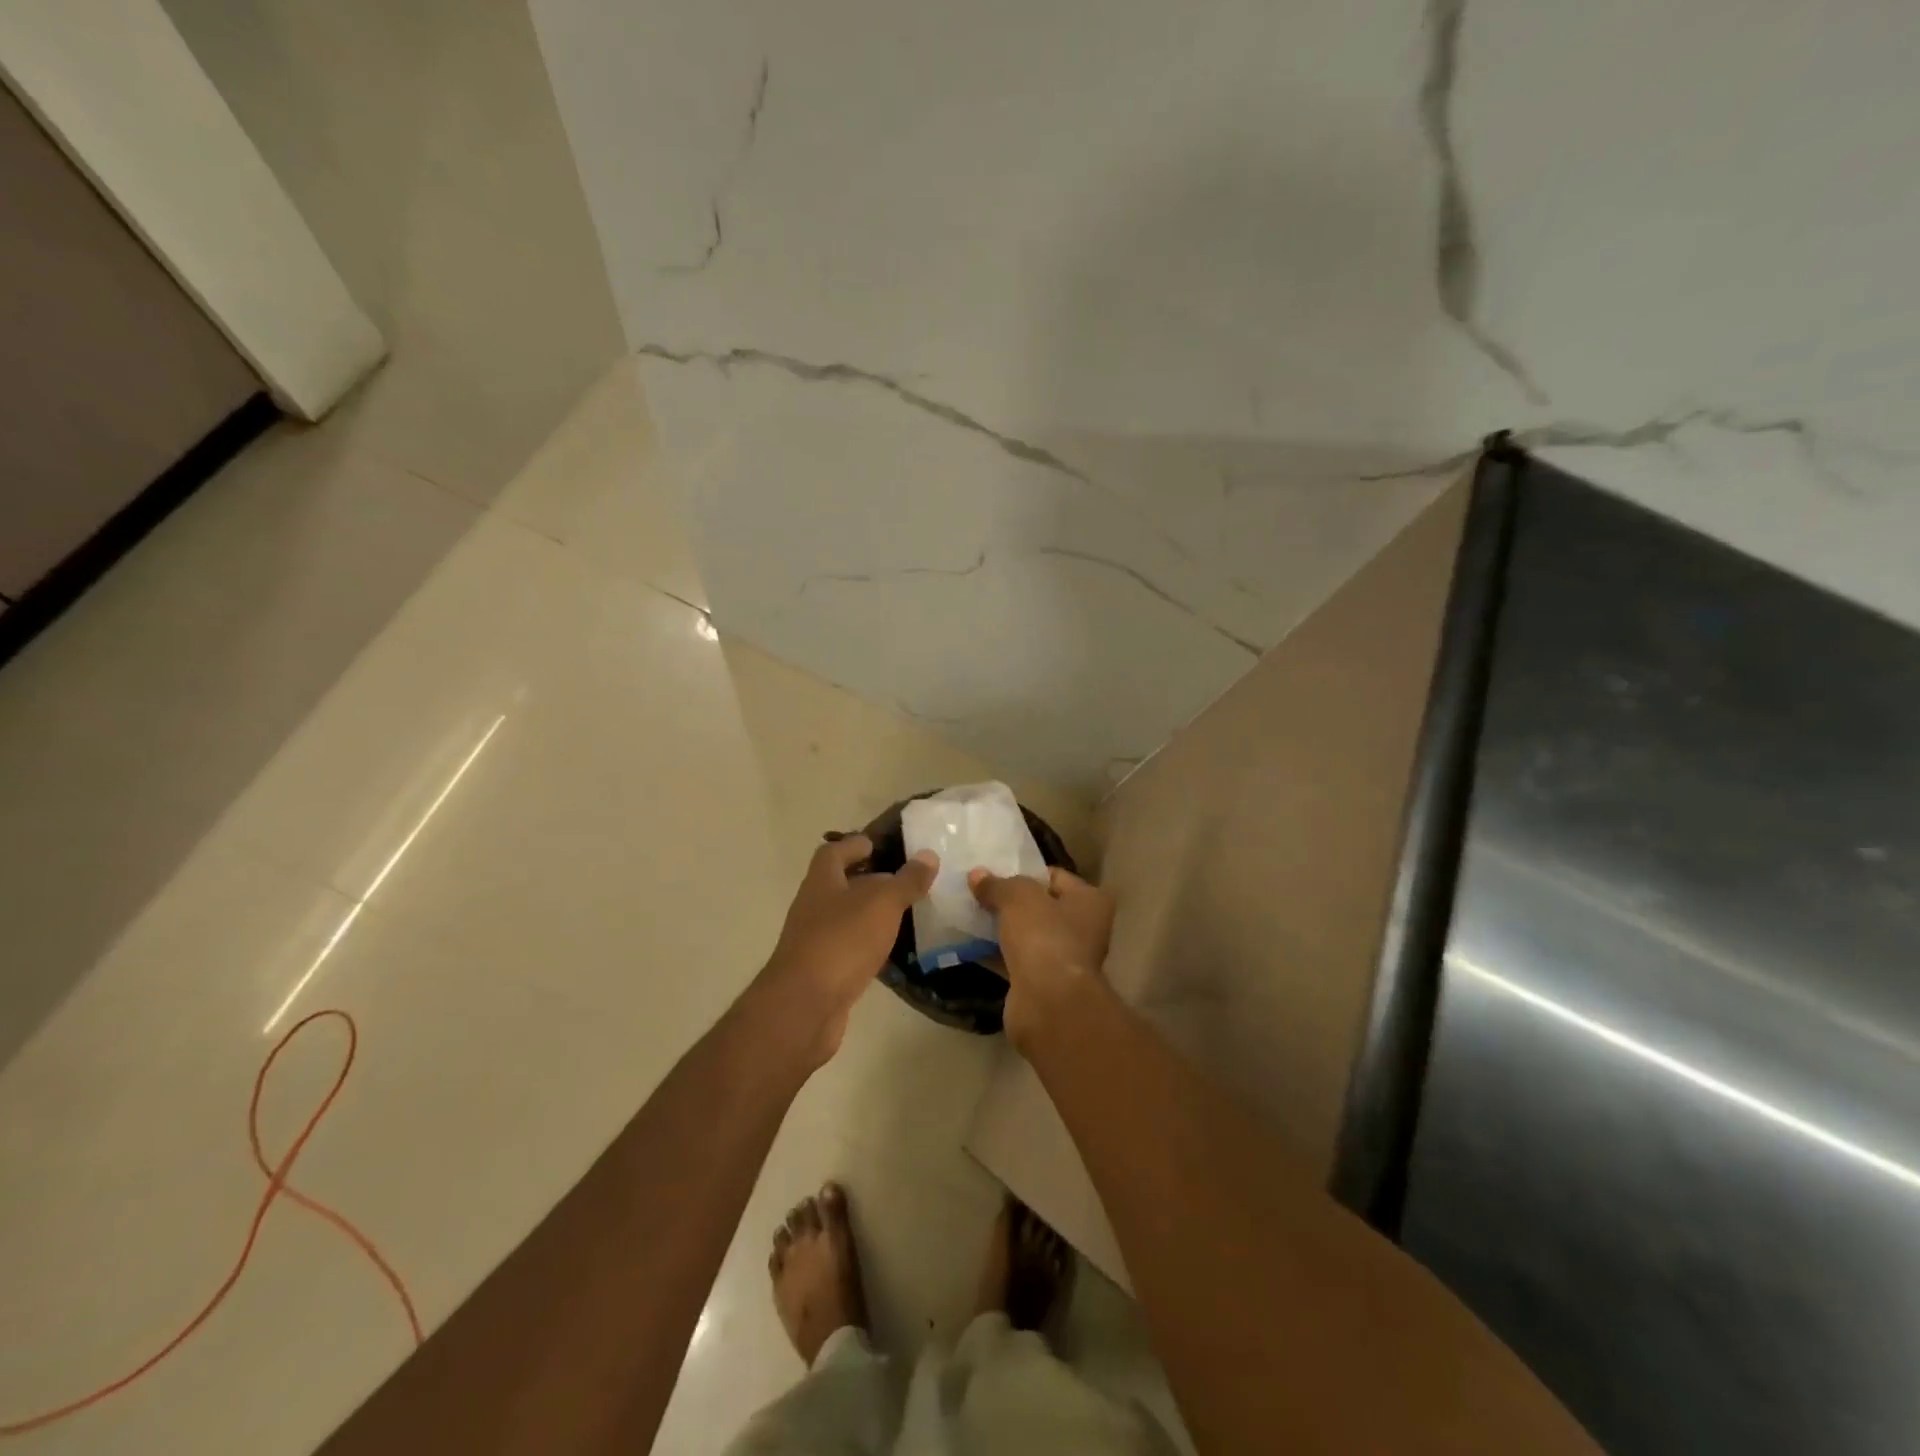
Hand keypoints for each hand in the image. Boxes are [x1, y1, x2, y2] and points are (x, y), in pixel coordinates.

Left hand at [758, 835, 938, 1063]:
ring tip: (905, 914)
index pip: (834, 852)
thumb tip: (928, 855)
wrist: (805, 1007)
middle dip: (868, 880)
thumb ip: (906, 880)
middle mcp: (813, 907)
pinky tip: (891, 951)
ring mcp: (815, 941)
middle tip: (903, 880)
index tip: (879, 845)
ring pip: (845, 918)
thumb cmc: (842, 941)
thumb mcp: (882, 903)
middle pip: (839, 884)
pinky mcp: (822, 972)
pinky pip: (848, 949)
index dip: (855, 845)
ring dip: (870, 914)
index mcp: (822, 881)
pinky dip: (868, 945)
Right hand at [968, 866, 1114, 1050]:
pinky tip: (969, 944)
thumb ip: (997, 884)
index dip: (1024, 872)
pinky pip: (1015, 960)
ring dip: (1001, 928)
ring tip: (968, 915)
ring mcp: (1063, 958)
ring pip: (1026, 935)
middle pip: (1040, 906)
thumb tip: (977, 875)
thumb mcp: (1017, 898)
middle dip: (1010, 902)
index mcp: (1089, 901)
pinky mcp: (1042, 983)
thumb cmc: (1044, 937)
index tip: (994, 872)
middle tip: (978, 893)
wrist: (1048, 1003)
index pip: (1054, 876)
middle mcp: (1084, 929)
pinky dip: (995, 953)